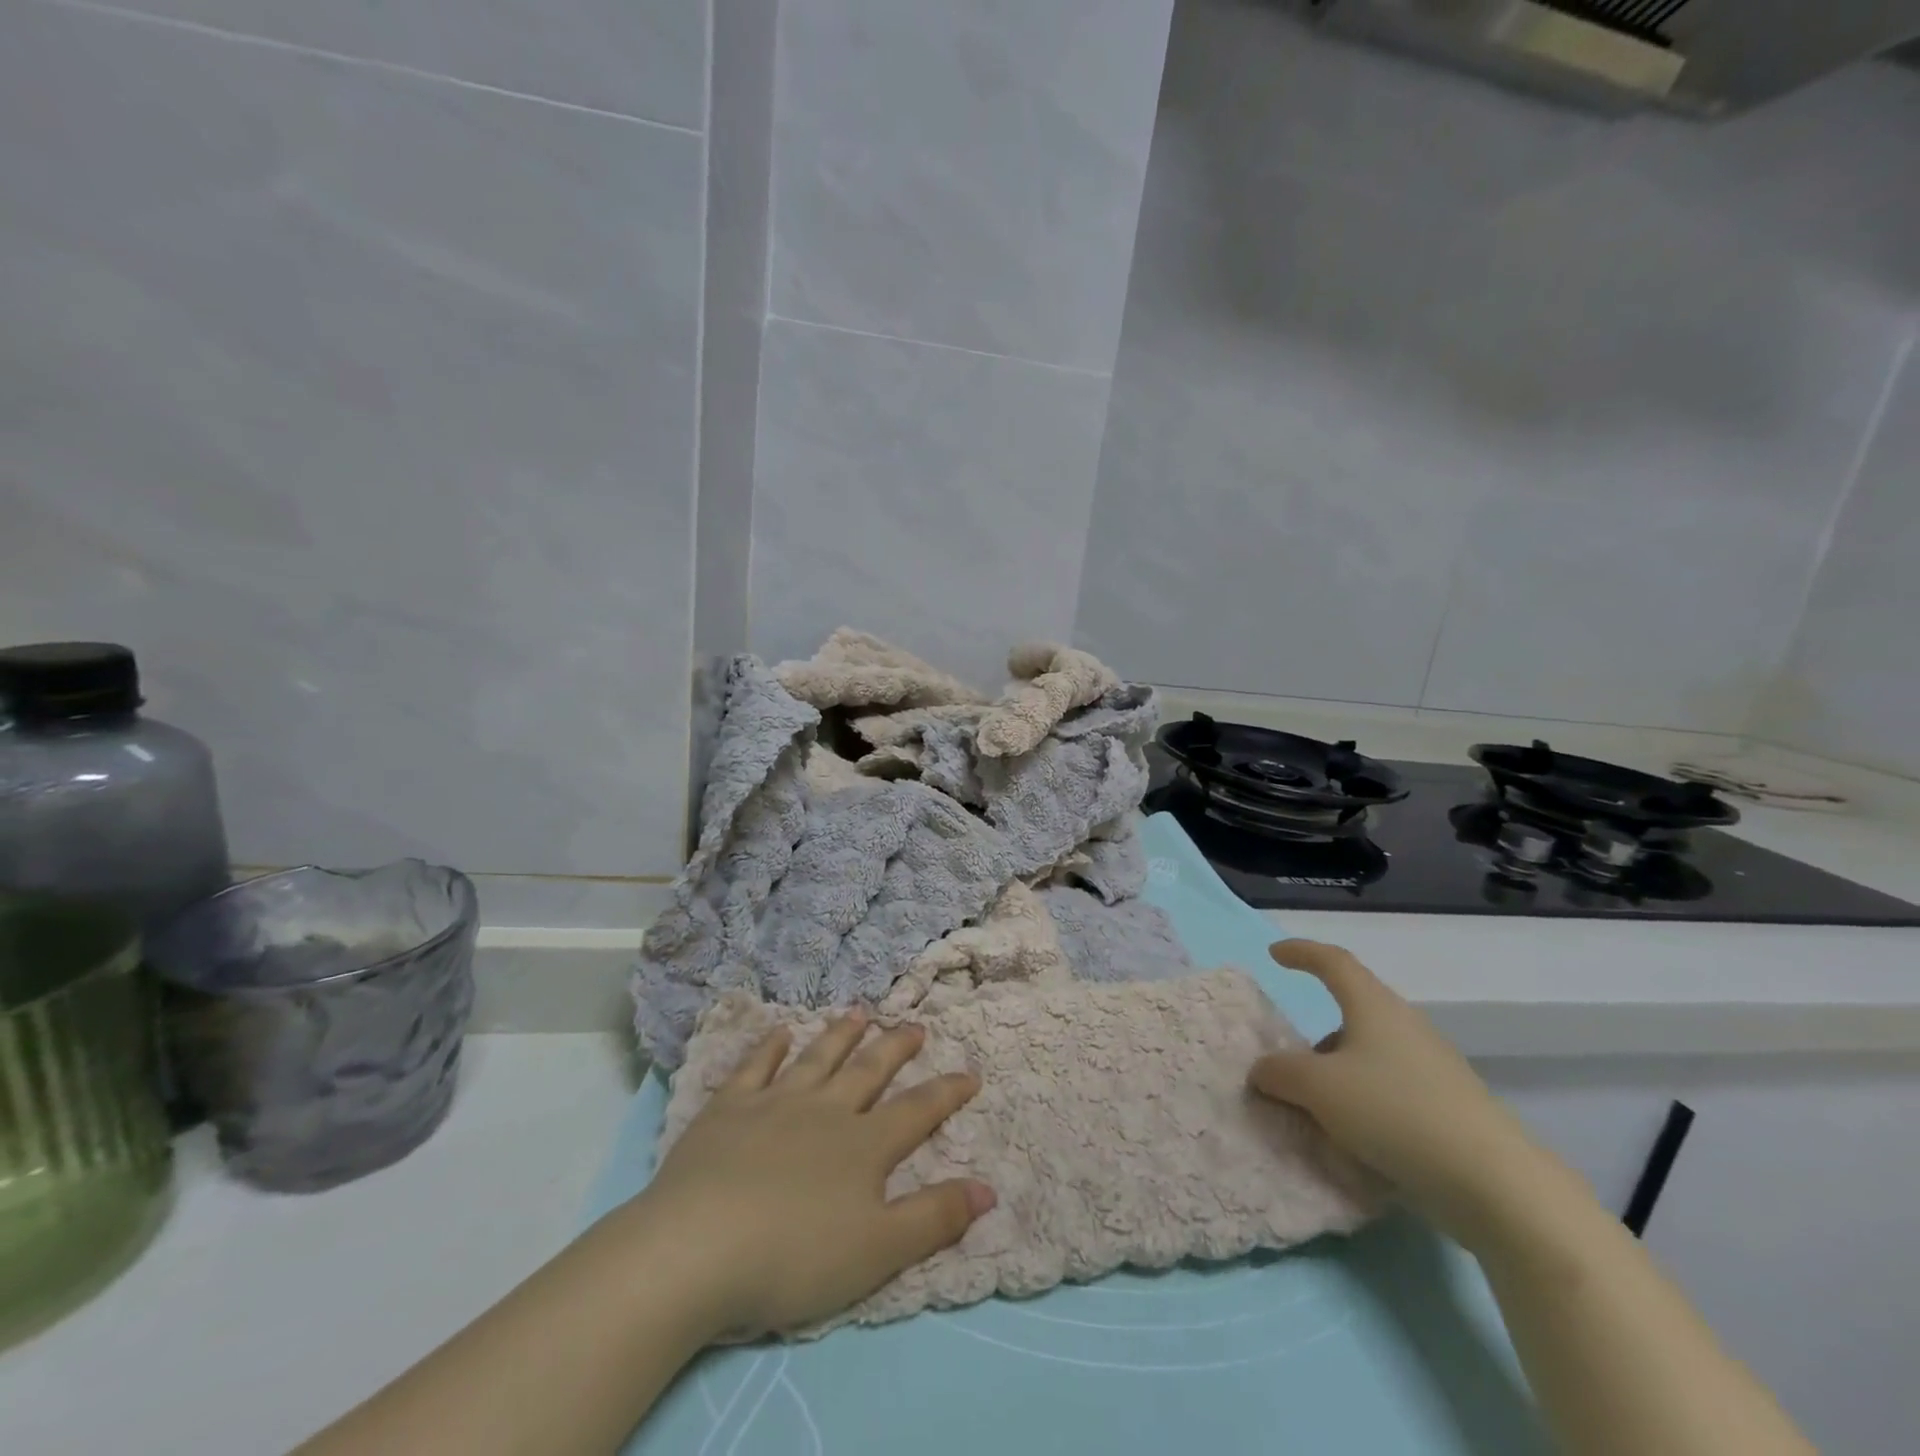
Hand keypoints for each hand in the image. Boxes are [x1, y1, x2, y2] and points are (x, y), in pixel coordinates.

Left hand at [633, 1009, 993, 1339]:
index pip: (916, 1111)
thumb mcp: (878, 1251)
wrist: (697, 1249)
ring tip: (859, 1013)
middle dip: (896, 1048)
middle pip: (869, 1071)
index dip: (946, 1092)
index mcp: (863, 1146)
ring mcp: (775, 1103)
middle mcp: (825, 1111)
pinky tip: (778, 1032)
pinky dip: (769, 1047)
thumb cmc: (794, 1258)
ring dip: (841, 1035)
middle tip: (915, 1025)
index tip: (970, 1072)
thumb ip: (934, 1218)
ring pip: (817, 1058)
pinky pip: (755, 1066)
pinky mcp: (728, 1108)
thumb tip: (988, 1188)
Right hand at [1248, 940, 1548, 1247]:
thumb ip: (1280, 1072)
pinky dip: (1365, 1103)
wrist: (1495, 1183)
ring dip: (1339, 1075)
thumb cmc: (1394, 1112)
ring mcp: (1433, 1068)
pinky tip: (1355, 1140)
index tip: (1275, 955)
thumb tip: (1263, 1070)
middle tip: (1291, 1065)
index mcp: (1373, 1007)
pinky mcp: (1450, 1108)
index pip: (1333, 962)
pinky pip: (1392, 1091)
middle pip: (1353, 1014)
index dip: (1302, 952)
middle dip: (1316, 1038)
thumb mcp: (1318, 1088)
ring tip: (1317, 1112)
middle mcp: (1405, 1027)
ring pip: (1371, 1056)